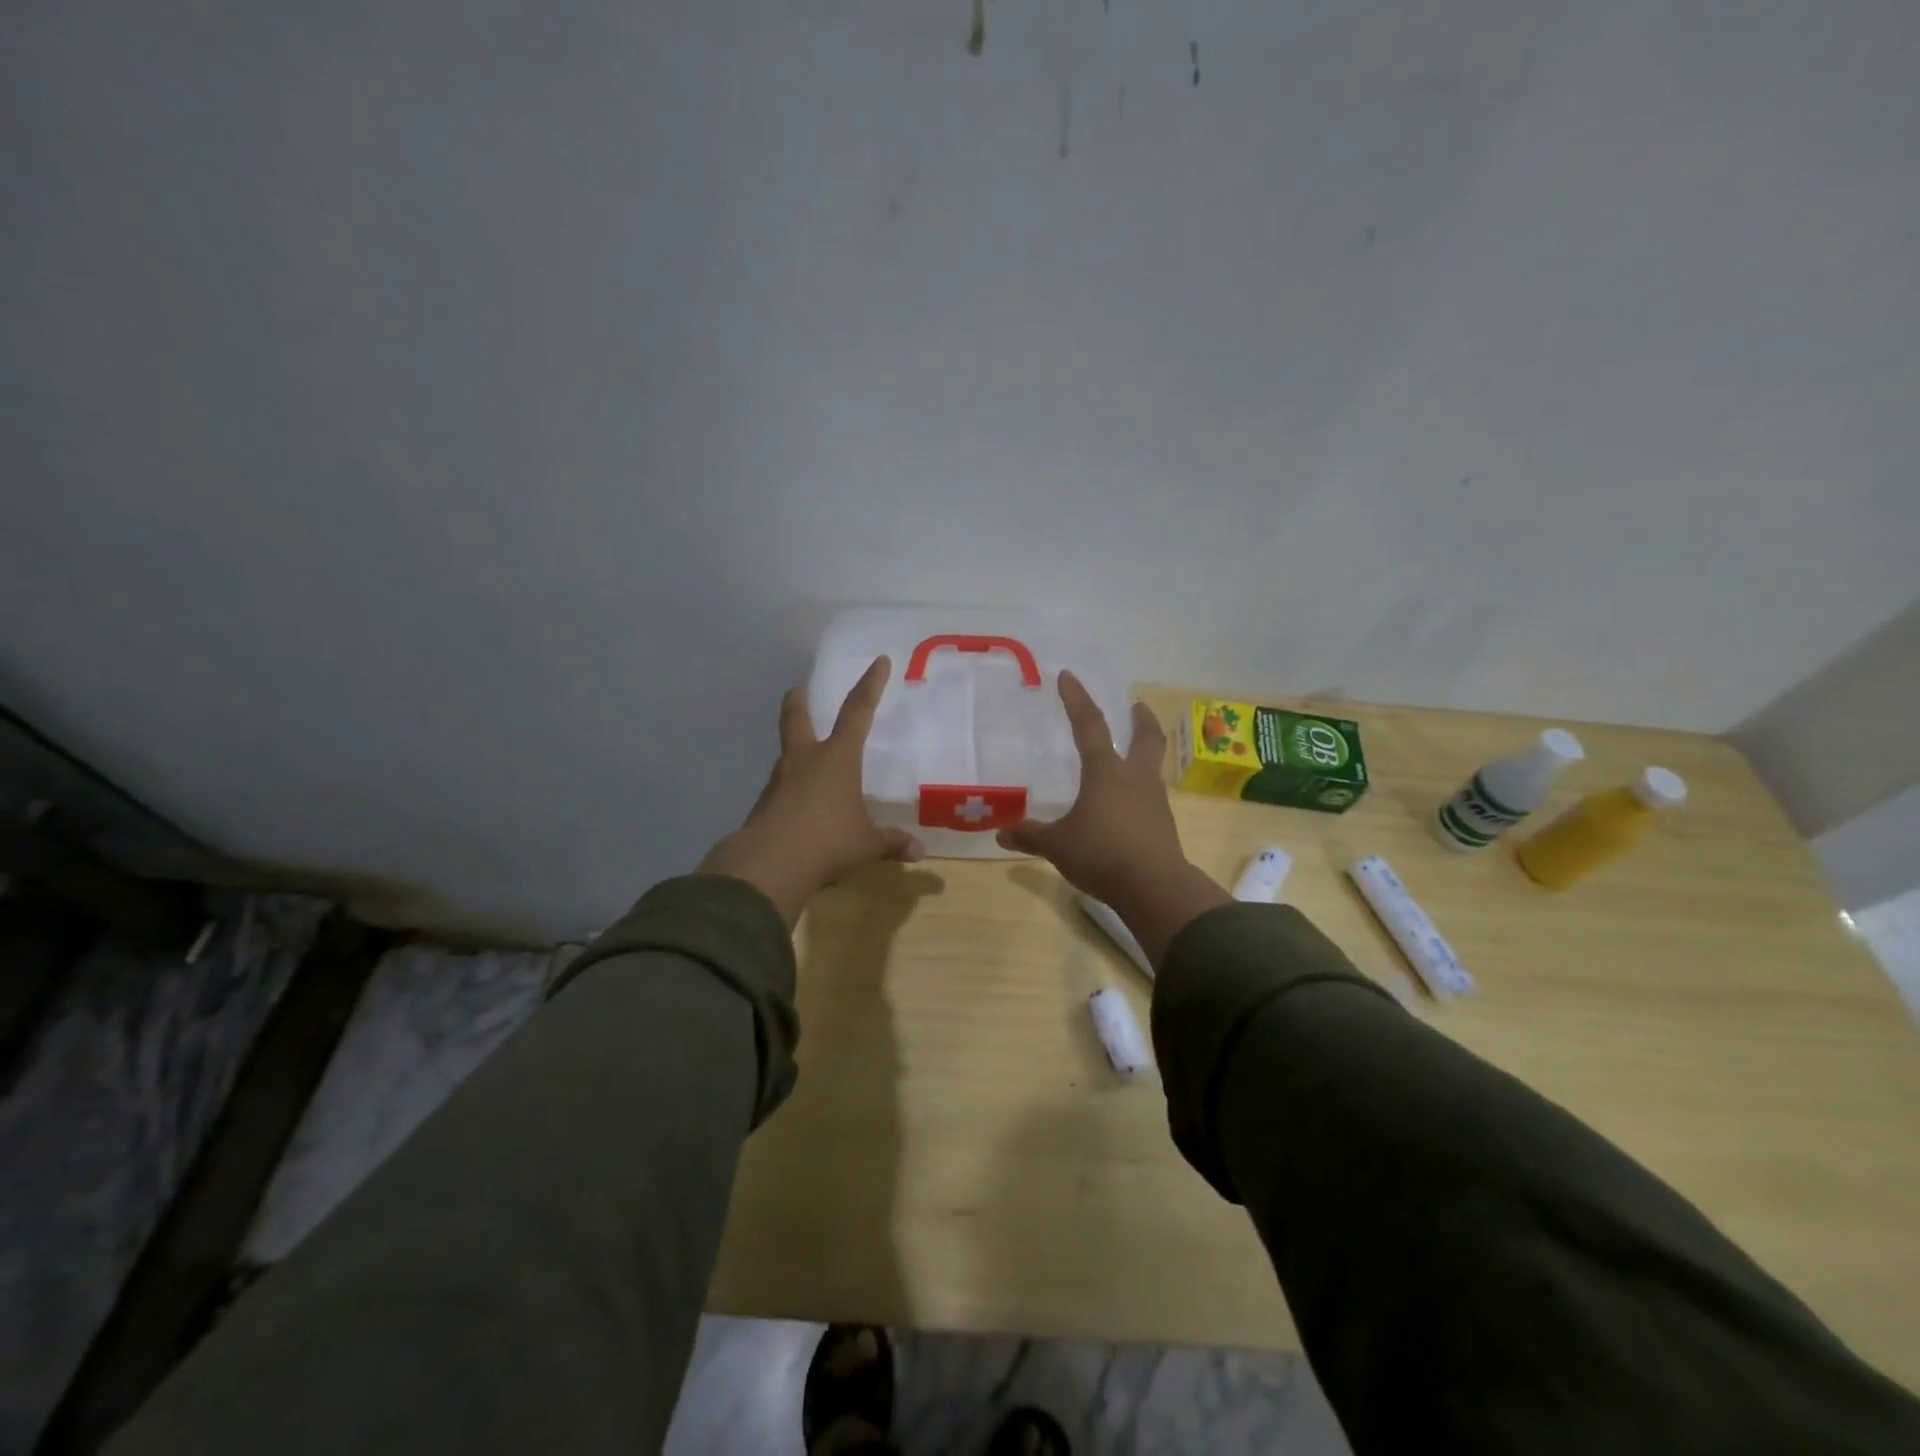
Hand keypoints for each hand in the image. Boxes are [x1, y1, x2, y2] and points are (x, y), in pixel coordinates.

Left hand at [699, 656, 923, 925]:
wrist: (770, 863)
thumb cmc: (828, 840)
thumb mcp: (866, 844)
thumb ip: (891, 843)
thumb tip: (919, 852)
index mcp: (837, 757)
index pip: (858, 711)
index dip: (870, 685)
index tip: (879, 661)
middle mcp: (805, 759)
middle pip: (797, 716)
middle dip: (800, 698)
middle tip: (800, 686)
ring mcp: (780, 779)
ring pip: (786, 750)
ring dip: (794, 743)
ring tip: (806, 752)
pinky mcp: (765, 803)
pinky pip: (782, 785)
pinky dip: (791, 784)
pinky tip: (800, 801)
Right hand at [998, 672, 1228, 966]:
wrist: (1155, 887)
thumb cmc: (1102, 854)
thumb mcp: (1058, 846)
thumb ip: (1031, 836)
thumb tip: (1001, 833)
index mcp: (1106, 773)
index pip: (1090, 725)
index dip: (1077, 700)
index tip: (1068, 676)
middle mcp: (1135, 778)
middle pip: (1145, 738)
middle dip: (1140, 719)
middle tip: (1136, 706)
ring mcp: (1154, 801)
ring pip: (1152, 766)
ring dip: (1143, 753)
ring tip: (1130, 755)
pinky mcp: (1163, 824)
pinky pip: (1150, 796)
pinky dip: (1140, 789)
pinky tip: (1129, 803)